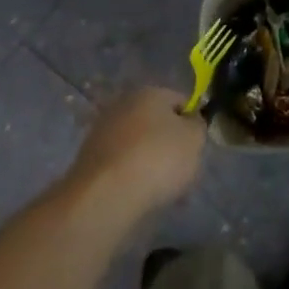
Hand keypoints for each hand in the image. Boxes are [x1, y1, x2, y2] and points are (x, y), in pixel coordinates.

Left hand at [67, 87, 205, 219]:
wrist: (107, 194)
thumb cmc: (158, 159)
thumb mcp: (194, 139)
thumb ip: (197, 125)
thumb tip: (189, 121)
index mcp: (149, 92)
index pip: (181, 101)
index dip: (193, 123)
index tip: (197, 148)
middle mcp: (123, 104)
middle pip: (158, 124)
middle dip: (171, 146)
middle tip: (183, 172)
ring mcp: (103, 131)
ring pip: (140, 146)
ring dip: (152, 163)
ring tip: (164, 191)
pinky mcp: (90, 158)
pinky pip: (123, 164)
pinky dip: (133, 176)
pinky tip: (142, 196)